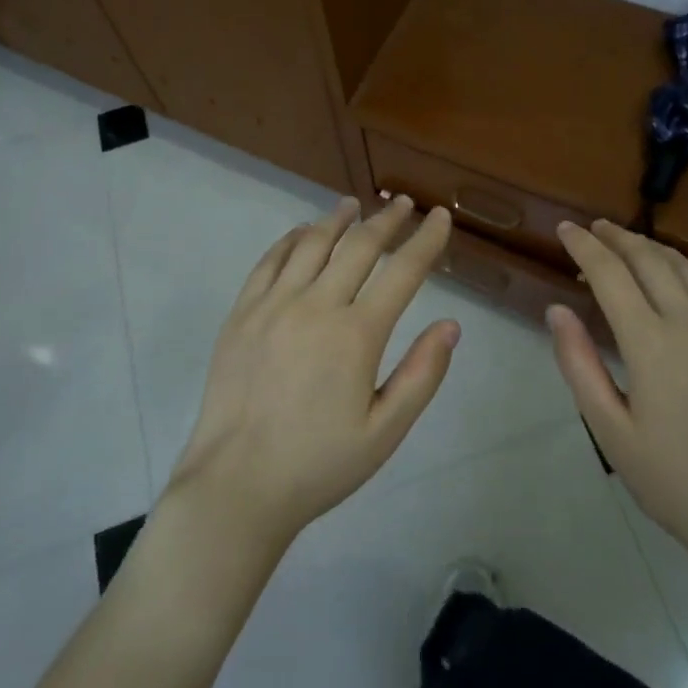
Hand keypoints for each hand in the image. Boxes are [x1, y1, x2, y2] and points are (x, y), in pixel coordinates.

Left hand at [167, 196, 458, 548]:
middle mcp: (317, 306)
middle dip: (386, 221)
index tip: (440, 216)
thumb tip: (451, 325)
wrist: (236, 484)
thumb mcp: (384, 432)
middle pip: (359, 246)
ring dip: (337, 220)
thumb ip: (422, 375)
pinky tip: (302, 232)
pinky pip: (270, 260)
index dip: (426, 240)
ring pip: (312, 243)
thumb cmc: (318, 464)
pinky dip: (291, 239)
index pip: (403, 272)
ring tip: (353, 205)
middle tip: (401, 203)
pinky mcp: (242, 312)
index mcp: (356, 335)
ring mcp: (274, 304)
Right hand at [547, 220, 687, 557]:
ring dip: (650, 247)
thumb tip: (557, 310)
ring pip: (683, 266)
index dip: (584, 246)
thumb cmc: (672, 478)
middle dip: (616, 237)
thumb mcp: (609, 429)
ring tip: (626, 242)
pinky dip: (685, 269)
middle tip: (592, 228)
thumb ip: (579, 364)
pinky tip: (675, 276)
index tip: (565, 228)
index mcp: (651, 343)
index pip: (610, 274)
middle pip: (649, 259)